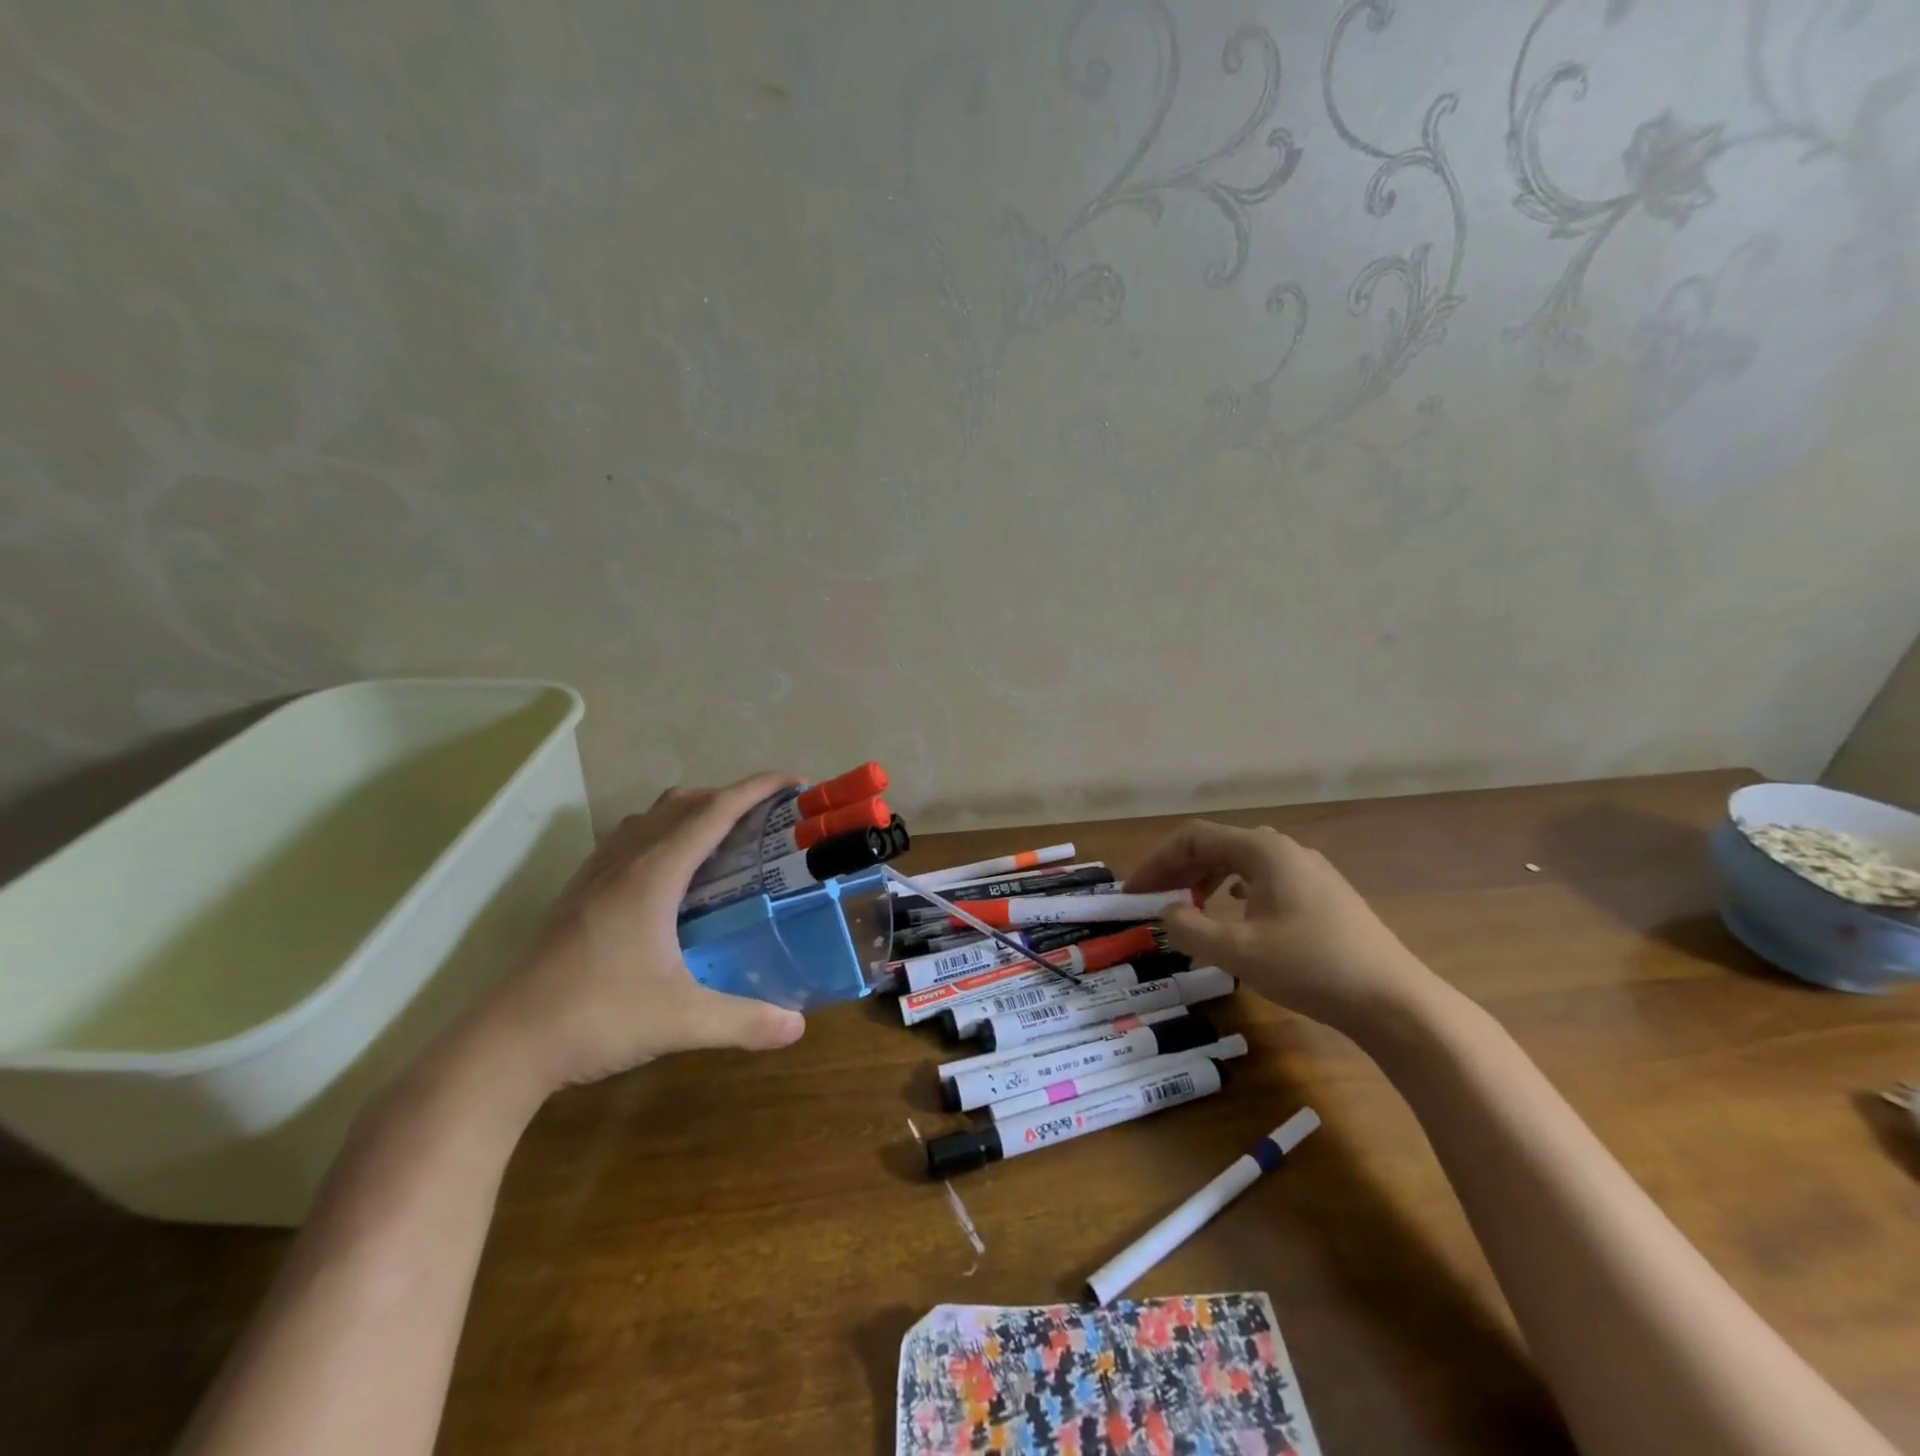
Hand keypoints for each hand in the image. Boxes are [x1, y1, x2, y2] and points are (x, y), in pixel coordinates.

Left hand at [472, 773, 807, 1095]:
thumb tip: (797, 1027)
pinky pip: (625, 841)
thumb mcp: (680, 1021)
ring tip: (721, 841)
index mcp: (653, 875)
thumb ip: (744, 1021)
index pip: (714, 812)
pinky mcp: (576, 895)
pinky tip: (667, 875)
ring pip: (648, 818)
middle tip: (765, 821)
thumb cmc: (595, 1018)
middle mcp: (623, 863)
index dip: (756, 789)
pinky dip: (659, 835)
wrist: (502, 1046)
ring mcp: (593, 876)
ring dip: (690, 813)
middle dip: (729, 797)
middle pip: (682, 803)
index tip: (793, 782)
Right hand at [1125, 819, 1437, 1037]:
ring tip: (1187, 907)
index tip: (1134, 892)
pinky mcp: (1323, 895)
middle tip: (1153, 900)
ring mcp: (1308, 870)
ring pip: (1241, 862)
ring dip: (1205, 879)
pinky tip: (1233, 912)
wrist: (1394, 1000)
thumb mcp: (1238, 951)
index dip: (1157, 861)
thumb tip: (1165, 912)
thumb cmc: (1311, 967)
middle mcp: (1284, 850)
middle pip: (1217, 845)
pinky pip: (1264, 878)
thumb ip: (1190, 928)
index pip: (1194, 837)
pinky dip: (1234, 890)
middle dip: (1178, 870)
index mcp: (1263, 850)